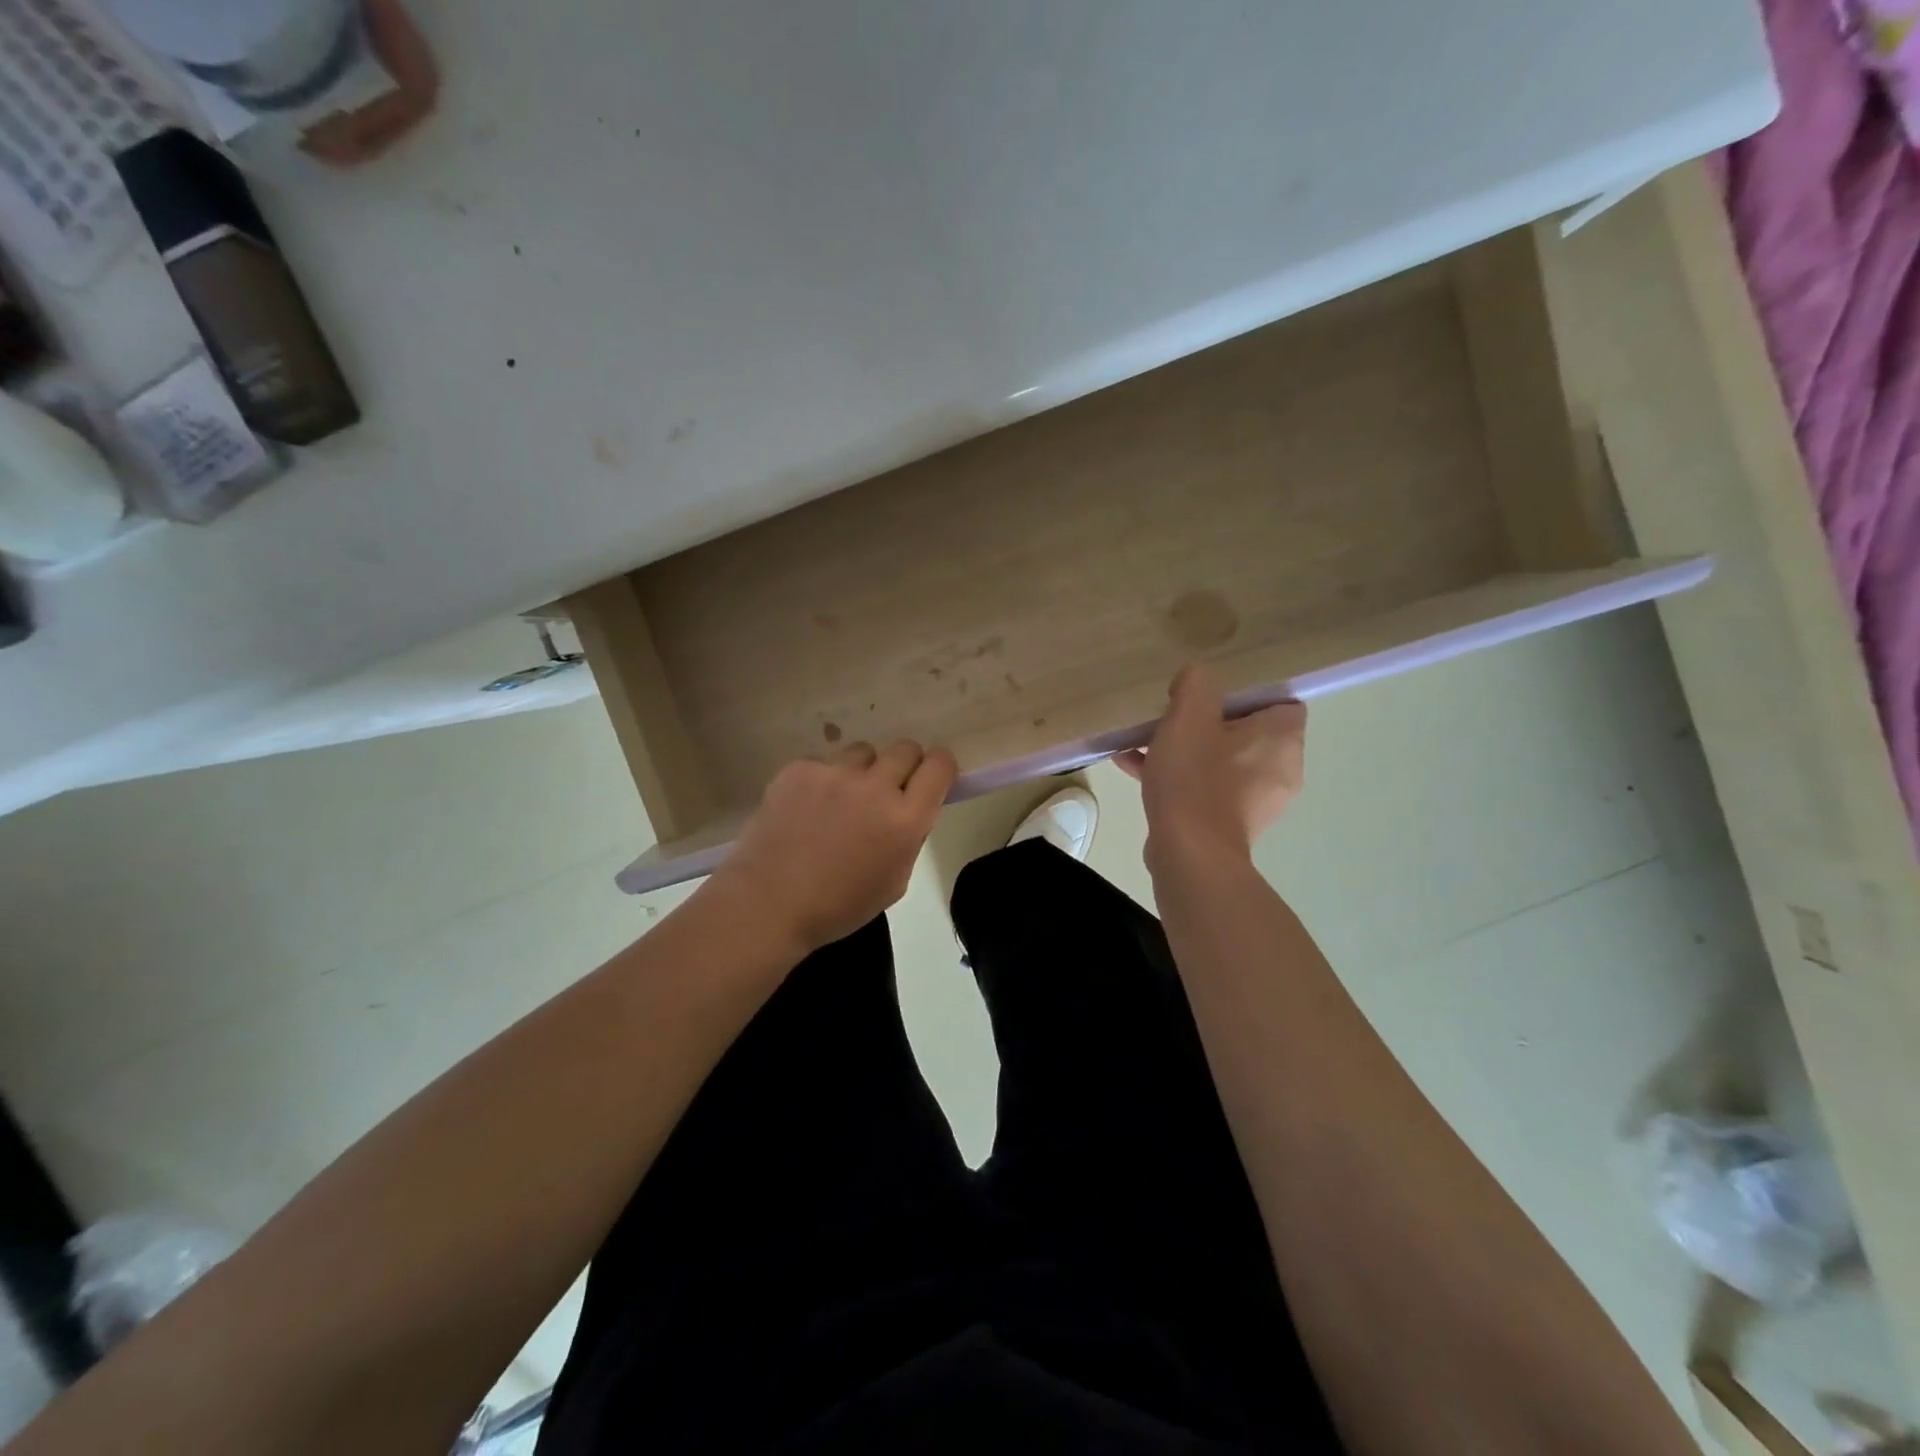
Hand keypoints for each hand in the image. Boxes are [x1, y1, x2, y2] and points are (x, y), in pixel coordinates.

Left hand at [712, 740, 957, 955]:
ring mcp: (834, 773)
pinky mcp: (800, 769)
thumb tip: (909, 810)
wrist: (768, 903)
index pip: (939, 765)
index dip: (940, 768)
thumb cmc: (838, 906)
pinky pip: (824, 763)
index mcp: (906, 819)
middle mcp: (876, 787)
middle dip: (904, 766)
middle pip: (905, 748)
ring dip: (862, 771)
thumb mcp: (894, 882)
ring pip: (863, 752)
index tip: (931, 779)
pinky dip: (822, 781)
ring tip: (841, 801)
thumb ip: (909, 838)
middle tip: (887, 791)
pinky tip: (806, 809)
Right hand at [1116, 666, 1305, 873]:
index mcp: (1282, 739)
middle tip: (1174, 714)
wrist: (1189, 855)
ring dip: (1185, 749)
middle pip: (1246, 731)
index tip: (1210, 691)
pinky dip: (1178, 776)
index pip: (1281, 701)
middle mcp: (1280, 770)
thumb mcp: (1189, 717)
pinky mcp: (1230, 824)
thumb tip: (1194, 680)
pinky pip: (1205, 788)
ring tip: (1143, 740)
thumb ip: (1195, 684)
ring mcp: (1256, 802)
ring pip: (1220, 760)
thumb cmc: (1196, 779)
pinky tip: (1133, 767)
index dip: (1246, 691)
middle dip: (1206, 721)